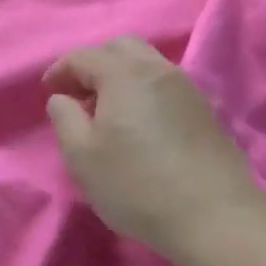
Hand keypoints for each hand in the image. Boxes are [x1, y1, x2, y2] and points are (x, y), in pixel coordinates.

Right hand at [45, 38, 262, 262]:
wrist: (217, 217)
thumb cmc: (139, 185)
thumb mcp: (82, 157)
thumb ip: (64, 118)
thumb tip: (63, 98)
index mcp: (123, 73)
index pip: (83, 57)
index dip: (60, 70)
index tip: (49, 91)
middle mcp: (156, 68)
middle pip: (119, 48)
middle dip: (94, 64)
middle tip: (80, 94)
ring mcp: (185, 87)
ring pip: (146, 63)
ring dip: (122, 75)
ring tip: (109, 110)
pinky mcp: (205, 109)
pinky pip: (165, 83)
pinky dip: (145, 90)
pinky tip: (141, 123)